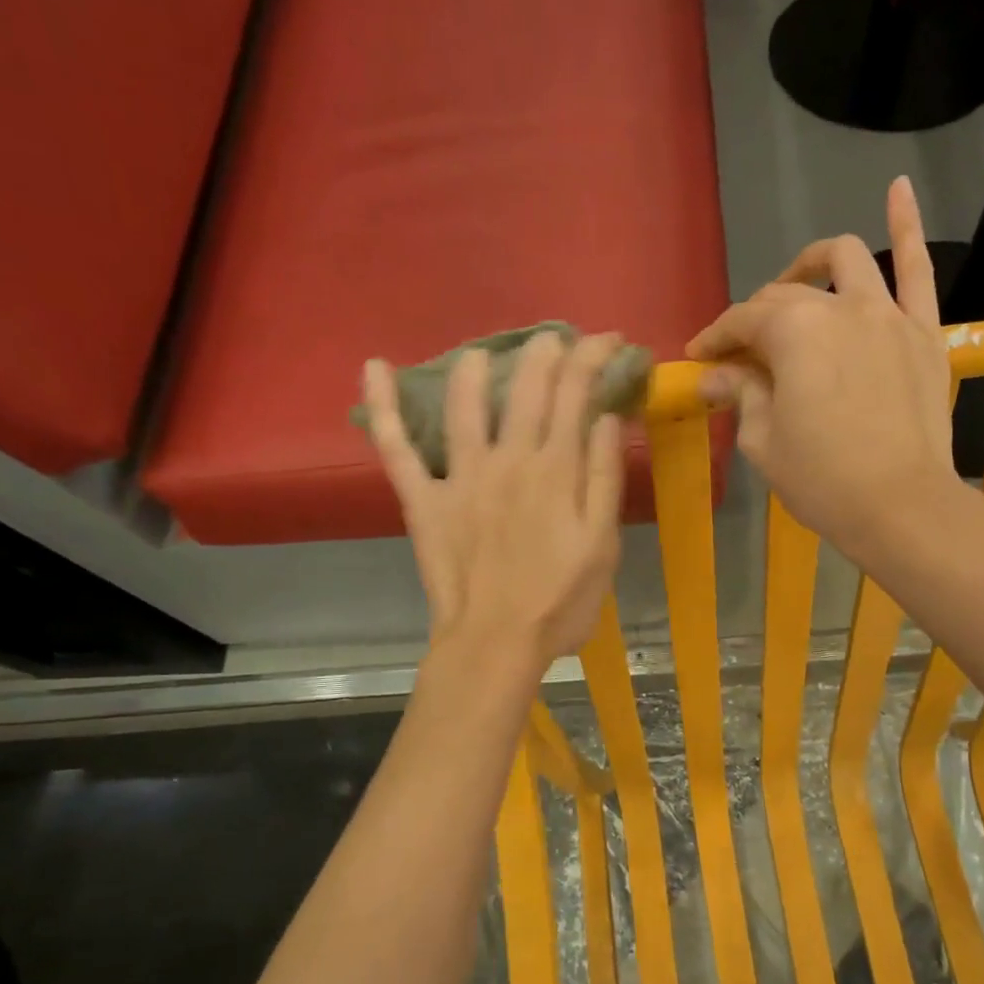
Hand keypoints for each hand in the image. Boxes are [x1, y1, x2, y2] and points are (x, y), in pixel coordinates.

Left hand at [363, 332, 624, 677]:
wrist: (496, 644)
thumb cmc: (560, 602)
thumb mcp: (603, 545)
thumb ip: (604, 479)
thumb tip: (605, 418)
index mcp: (555, 470)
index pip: (576, 394)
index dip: (593, 358)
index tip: (609, 341)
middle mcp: (507, 459)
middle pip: (525, 388)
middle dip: (544, 352)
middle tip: (555, 339)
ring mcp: (460, 477)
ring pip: (463, 404)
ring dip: (475, 369)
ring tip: (485, 353)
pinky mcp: (423, 500)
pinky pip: (396, 448)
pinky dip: (383, 407)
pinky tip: (374, 367)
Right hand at [686, 176, 959, 558]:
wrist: (901, 507)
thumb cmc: (822, 481)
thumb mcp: (764, 442)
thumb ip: (741, 394)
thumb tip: (716, 374)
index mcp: (792, 332)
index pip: (742, 322)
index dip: (715, 338)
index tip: (699, 358)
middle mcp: (838, 307)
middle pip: (785, 296)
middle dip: (756, 319)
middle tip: (743, 354)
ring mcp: (887, 314)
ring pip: (845, 261)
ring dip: (811, 264)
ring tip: (798, 281)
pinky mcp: (923, 331)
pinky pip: (918, 268)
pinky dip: (907, 225)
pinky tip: (898, 188)